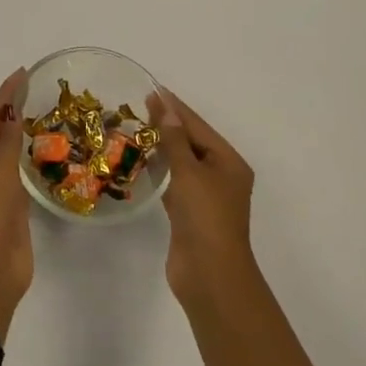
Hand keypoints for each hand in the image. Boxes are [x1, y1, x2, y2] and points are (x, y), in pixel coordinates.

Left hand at [0, 70, 32, 338]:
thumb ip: (8, 141)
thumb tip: (12, 113)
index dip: (5, 93)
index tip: (23, 73)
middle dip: (12, 109)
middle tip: (36, 89)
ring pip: (7, 151)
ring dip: (20, 133)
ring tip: (42, 113)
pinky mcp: (10, 208)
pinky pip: (19, 173)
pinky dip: (28, 158)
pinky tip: (44, 152)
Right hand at [148, 86, 256, 306]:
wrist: (210, 276)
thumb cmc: (205, 217)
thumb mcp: (189, 172)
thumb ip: (175, 139)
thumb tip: (166, 108)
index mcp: (228, 162)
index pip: (198, 126)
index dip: (175, 107)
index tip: (152, 89)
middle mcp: (220, 176)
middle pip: (191, 142)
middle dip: (167, 125)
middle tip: (138, 105)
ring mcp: (206, 197)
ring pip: (182, 163)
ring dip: (162, 147)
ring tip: (136, 127)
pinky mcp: (190, 214)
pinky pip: (174, 182)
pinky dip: (160, 170)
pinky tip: (142, 161)